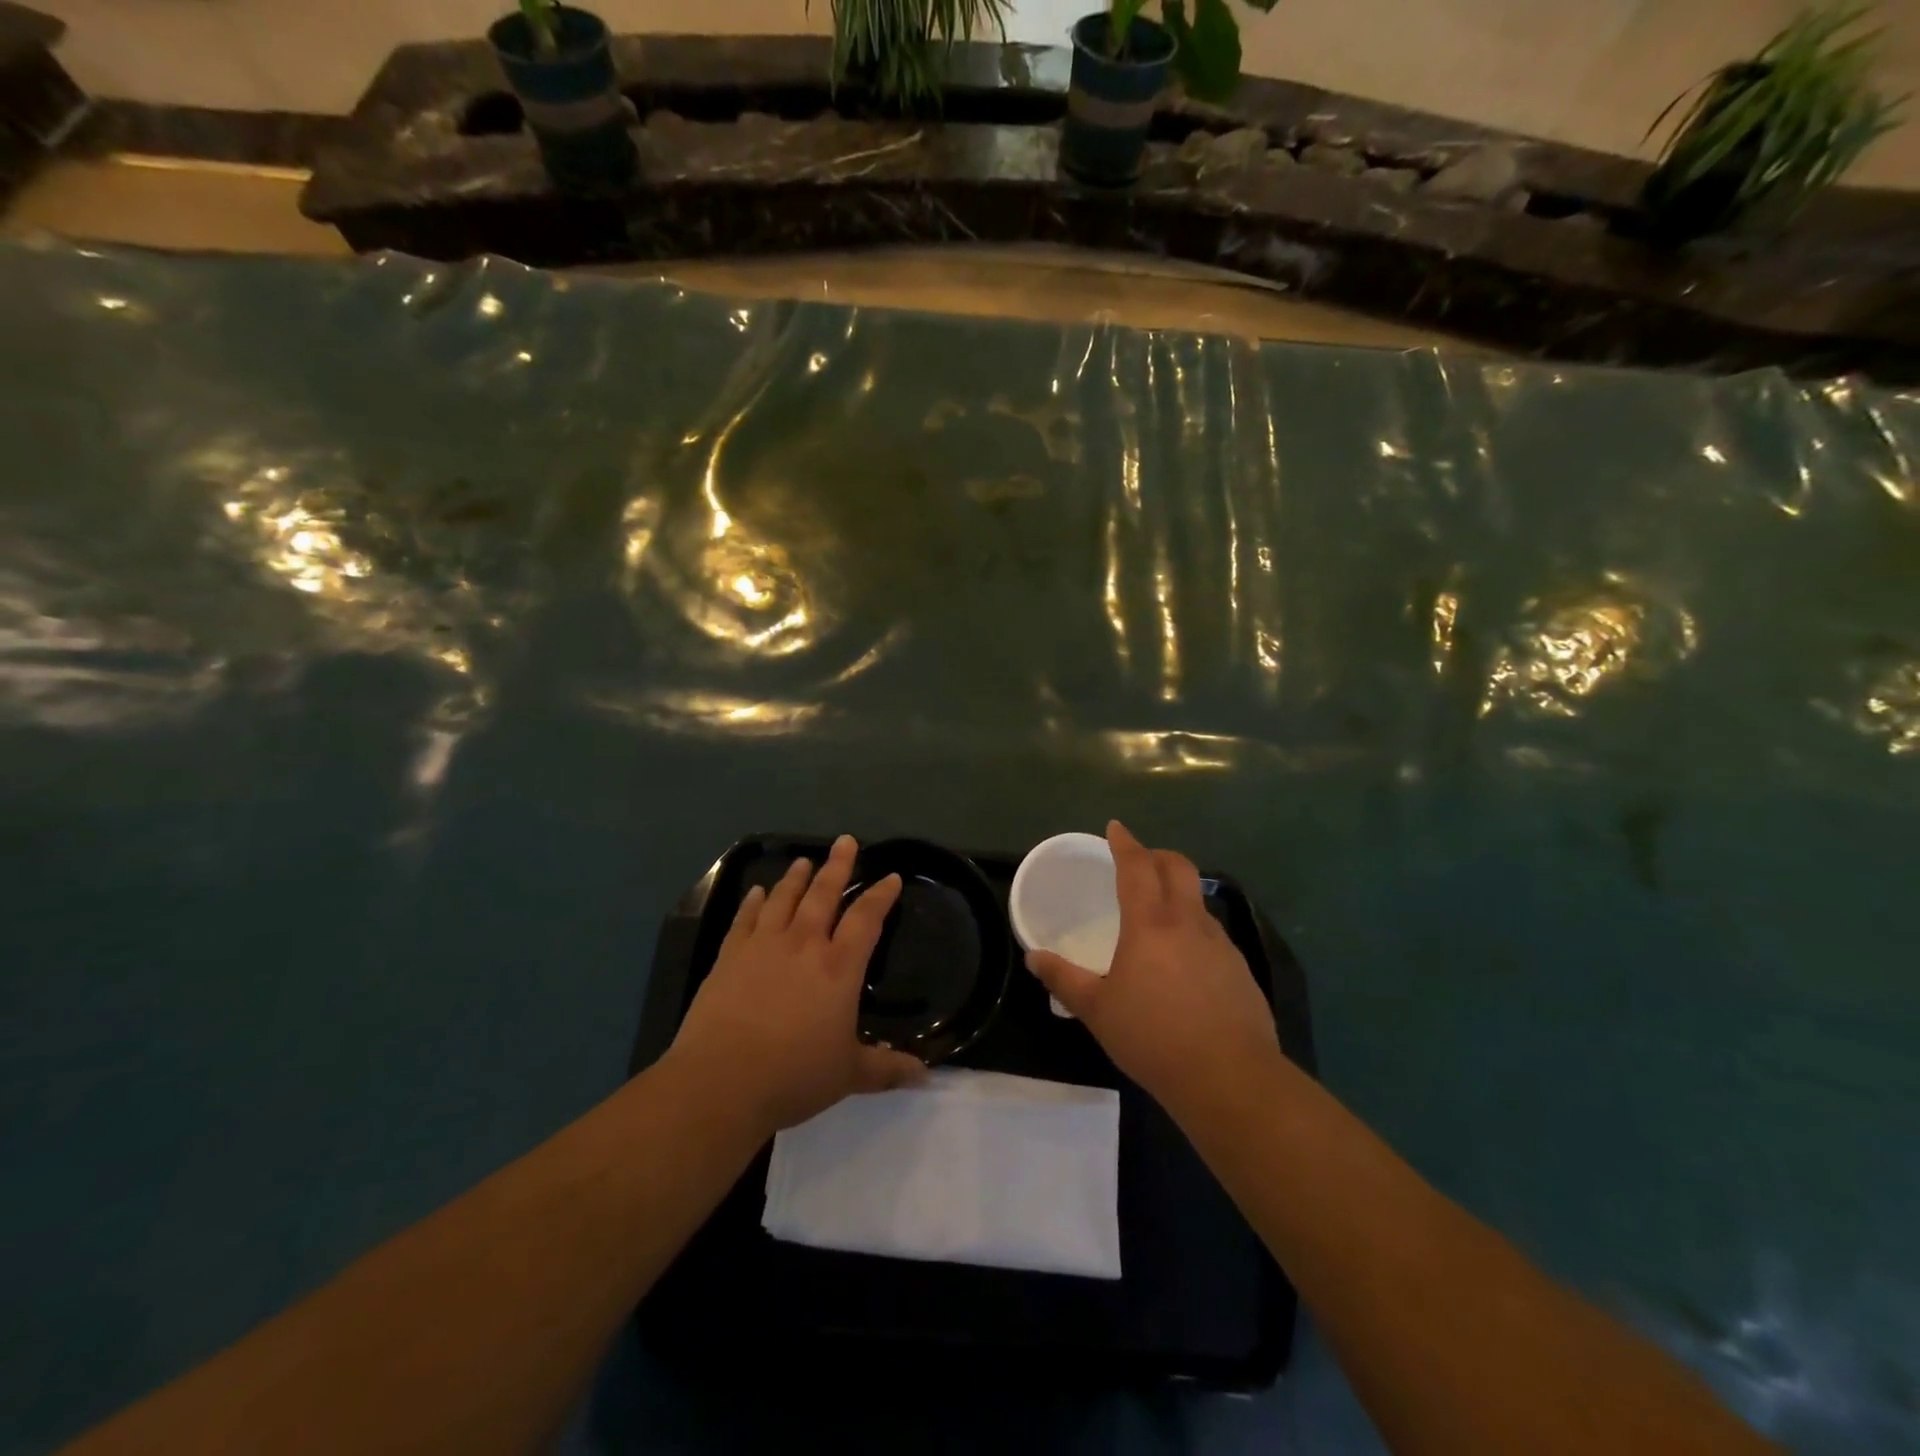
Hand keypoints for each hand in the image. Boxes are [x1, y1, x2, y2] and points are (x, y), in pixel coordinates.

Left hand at [669, 835, 926, 1135]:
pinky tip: (756, 892)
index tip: (891, 877)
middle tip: (846, 841)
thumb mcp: (849, 1075)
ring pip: (784, 899)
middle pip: (824, 894)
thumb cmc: (793, 1076)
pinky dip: (753, 902)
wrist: (721, 1081)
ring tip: (804, 861)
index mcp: (839, 967)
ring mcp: (763, 946)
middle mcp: (803, 944)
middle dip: (838, 866)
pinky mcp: (729, 956)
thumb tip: (926, 1074)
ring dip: (796, 878)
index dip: (881, 895)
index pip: (866, 919)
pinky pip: (745, 919)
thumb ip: (887, 1068)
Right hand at [1026, 821, 1282, 1121]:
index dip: (1125, 843)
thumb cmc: (1153, 1037)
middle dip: (1157, 855)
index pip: (1137, 866)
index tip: (1116, 828)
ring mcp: (1221, 945)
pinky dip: (1194, 931)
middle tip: (1139, 860)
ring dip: (1178, 894)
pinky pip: (1213, 935)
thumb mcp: (1097, 1010)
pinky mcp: (1241, 970)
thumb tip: (1033, 957)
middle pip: (1178, 867)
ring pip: (1198, 902)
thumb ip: (1064, 979)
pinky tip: (1184, 964)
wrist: (1229, 1078)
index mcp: (1151, 923)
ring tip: (1158, 916)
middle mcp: (1189, 923)